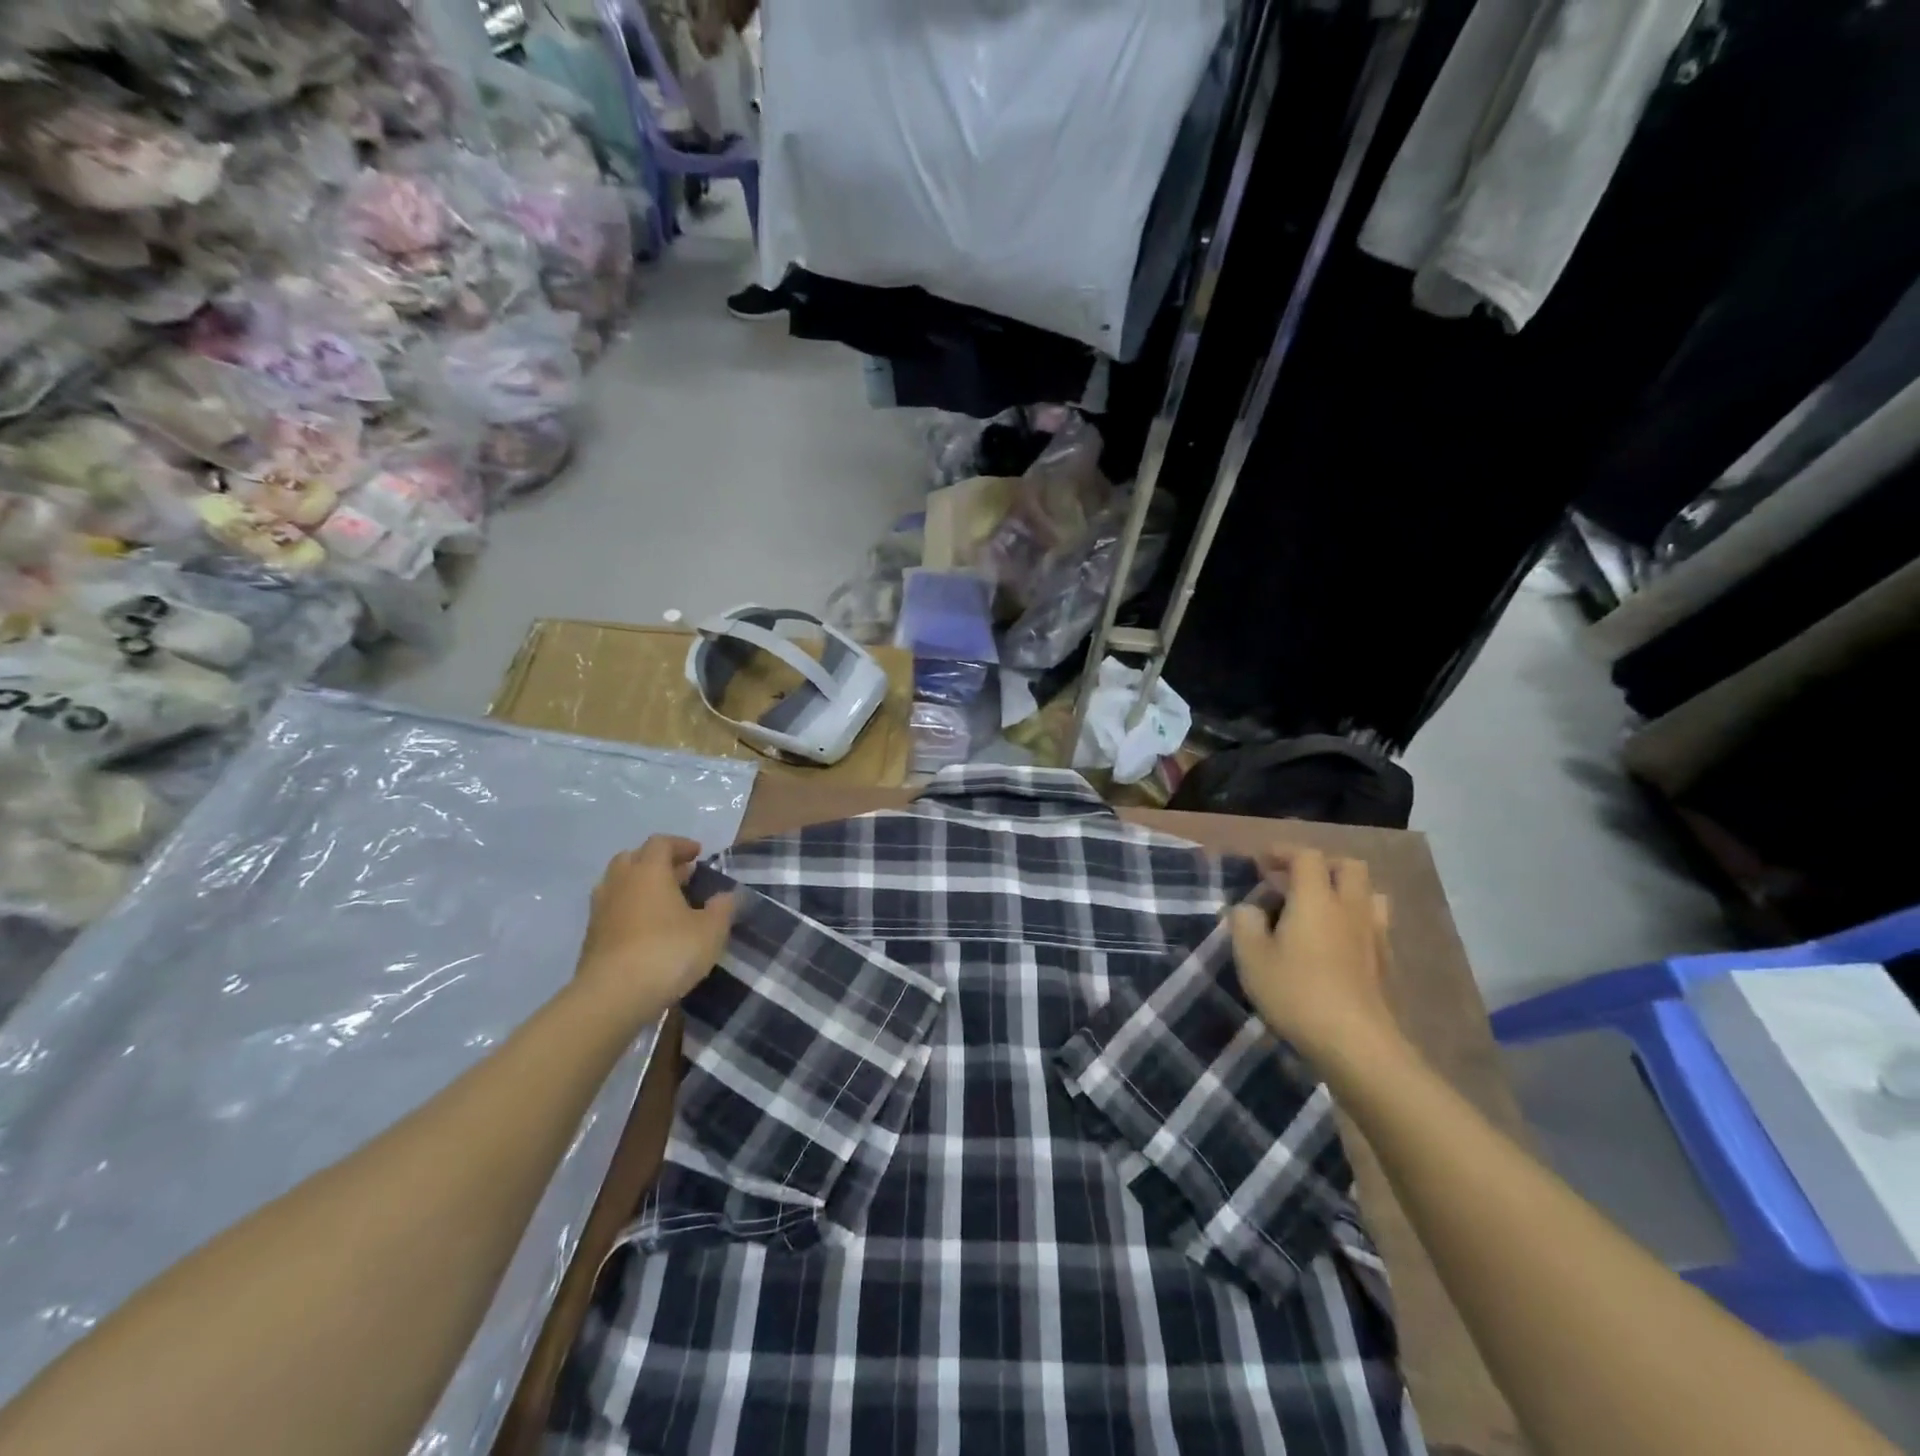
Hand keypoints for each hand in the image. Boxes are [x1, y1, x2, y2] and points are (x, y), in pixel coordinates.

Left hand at [573, 837, 734, 1021]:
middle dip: (656, 862)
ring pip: (618, 884)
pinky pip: (612, 910)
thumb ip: (722, 909)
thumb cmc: (667, 953)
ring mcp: (601, 910)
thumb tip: (726, 896)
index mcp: (649, 871)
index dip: (681, 845)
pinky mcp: (591, 937)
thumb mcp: (711, 931)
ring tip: (663, 901)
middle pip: (633, 858)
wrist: (612, 997)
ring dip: (639, 885)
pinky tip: (646, 929)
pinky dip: (629, 910)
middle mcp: (620, 883)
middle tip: (679, 875)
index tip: (697, 854)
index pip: (661, 843)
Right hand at [1228, 847, 1400, 1066]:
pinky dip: (1355, 921)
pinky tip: (1337, 943)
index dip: (1284, 852)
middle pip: (1348, 866)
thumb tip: (1249, 909)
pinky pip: (1374, 924)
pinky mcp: (1386, 963)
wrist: (1356, 1043)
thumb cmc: (1296, 992)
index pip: (1306, 856)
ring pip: (1368, 894)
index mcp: (1316, 898)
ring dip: (1344, 891)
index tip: (1262, 862)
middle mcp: (1350, 907)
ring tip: (1321, 909)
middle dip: (1321, 865)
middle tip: (1295, 881)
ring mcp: (1374, 935)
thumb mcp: (1251, 957)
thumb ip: (1244, 923)